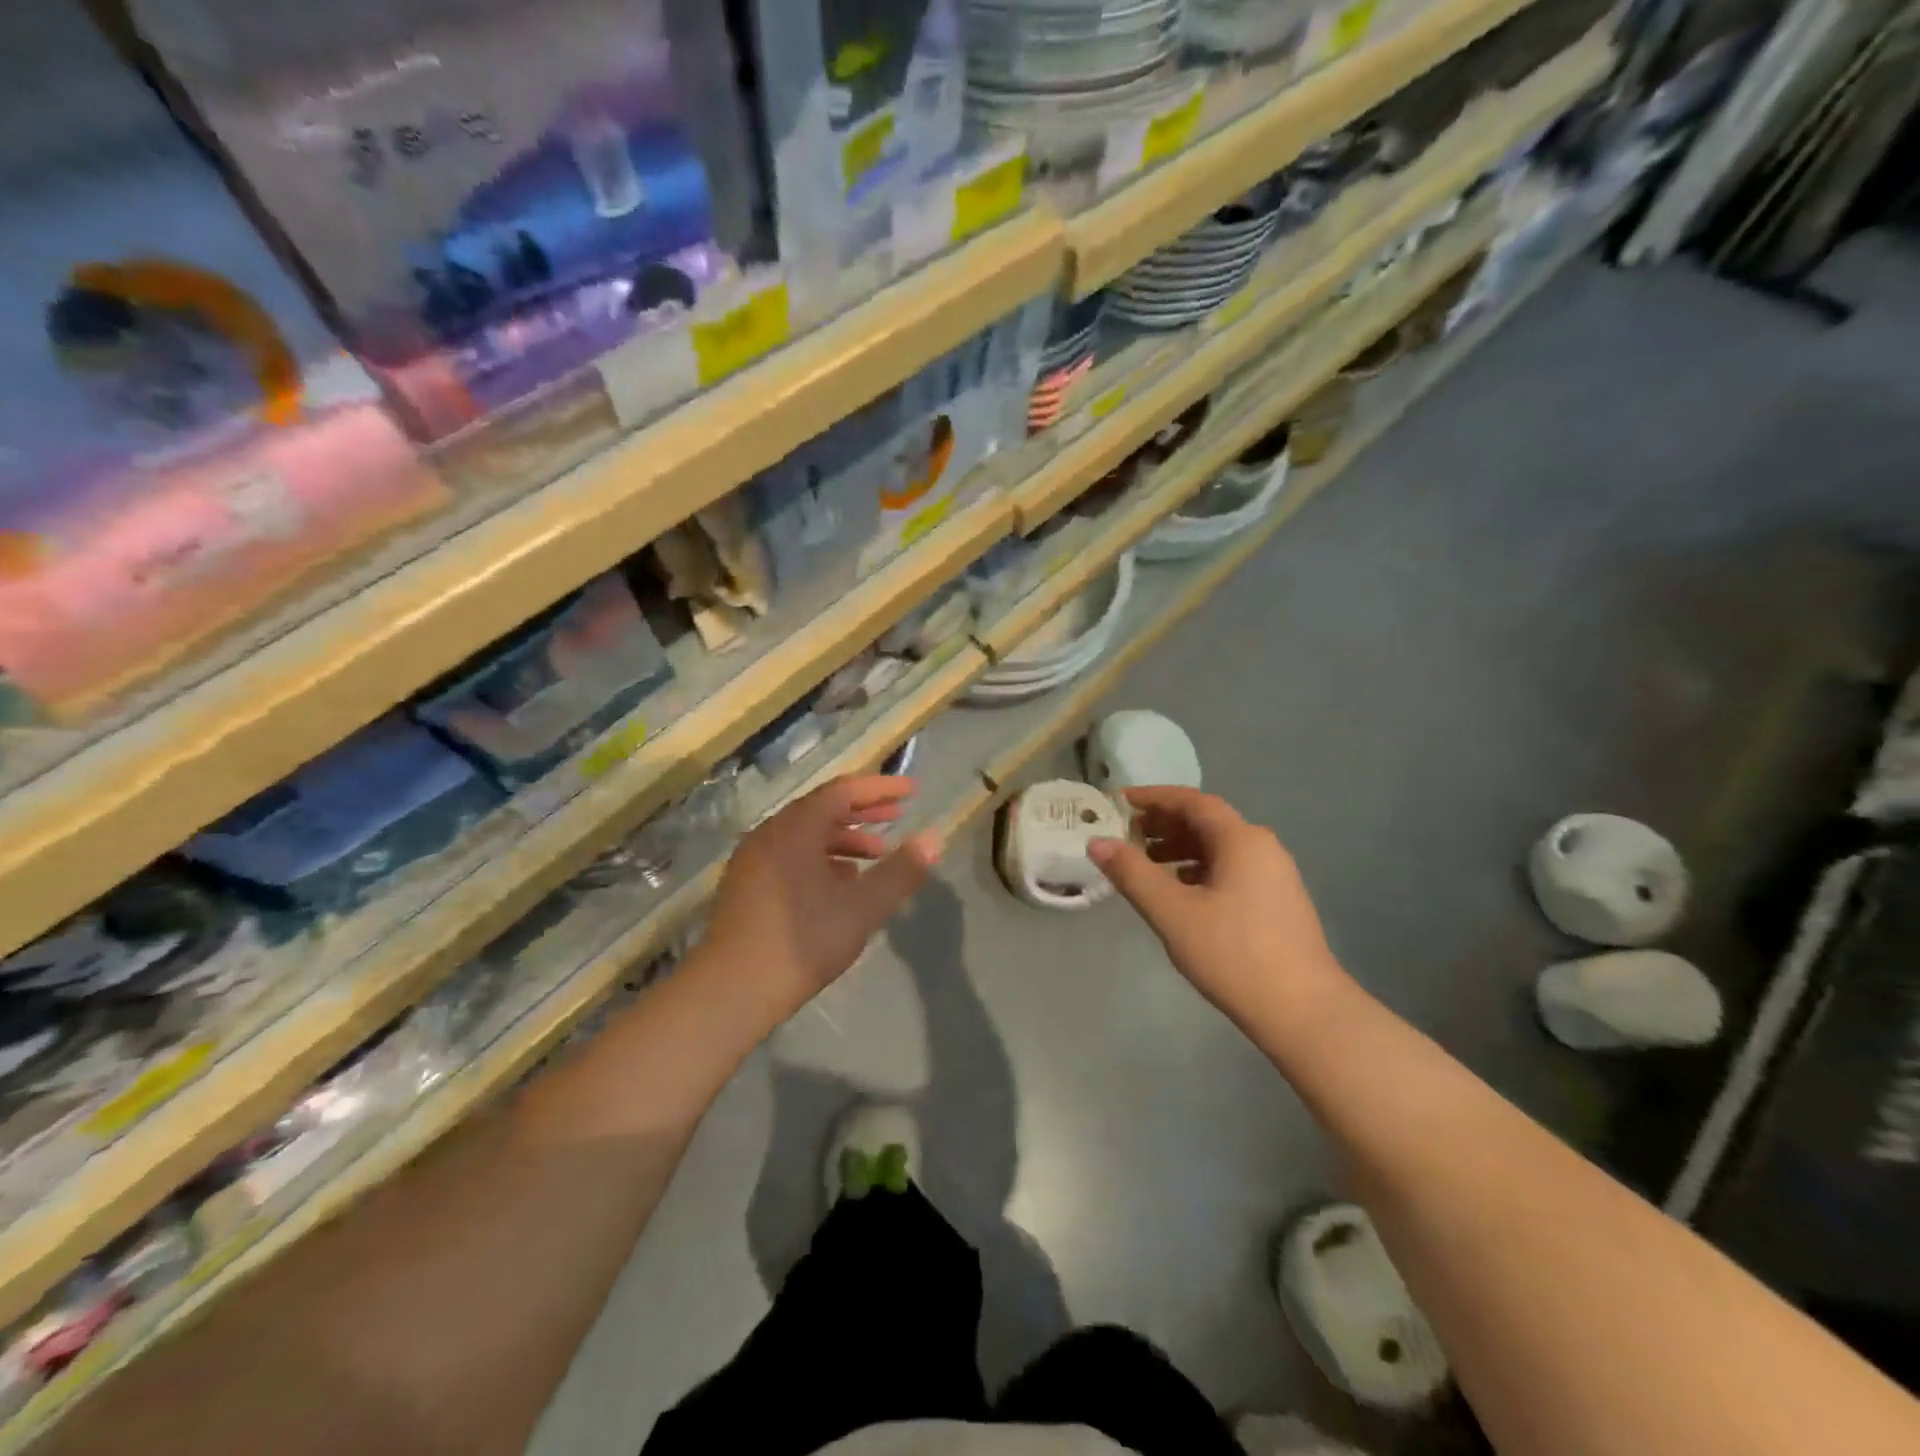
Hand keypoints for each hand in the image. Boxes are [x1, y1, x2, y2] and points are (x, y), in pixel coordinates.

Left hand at [696, 775, 941, 1025]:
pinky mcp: (746, 884)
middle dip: (863, 811)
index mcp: (796, 828)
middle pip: (822, 808)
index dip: (880, 788)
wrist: (731, 990)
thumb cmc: (802, 941)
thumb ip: (901, 871)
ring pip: (805, 834)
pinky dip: (821, 857)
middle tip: (898, 816)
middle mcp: (771, 833)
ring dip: (843, 838)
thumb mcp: (862, 907)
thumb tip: (935, 838)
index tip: (911, 791)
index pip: (843, 791)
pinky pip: (790, 855)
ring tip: (876, 854)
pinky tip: (840, 882)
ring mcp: (753, 859)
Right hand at [1089, 787, 1345, 1026]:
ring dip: (1180, 848)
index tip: (1118, 803)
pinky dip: (1199, 869)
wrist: (1303, 1012)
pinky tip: (1180, 891)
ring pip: (1219, 847)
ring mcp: (1274, 874)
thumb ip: (1132, 873)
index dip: (1152, 797)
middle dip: (1163, 823)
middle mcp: (1262, 847)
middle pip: (1206, 821)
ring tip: (1146, 863)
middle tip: (1126, 835)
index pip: (1191, 801)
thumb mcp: (1172, 912)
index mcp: (1241, 839)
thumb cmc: (1233, 954)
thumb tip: (1096, 841)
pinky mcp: (1276, 900)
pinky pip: (1231, 868)